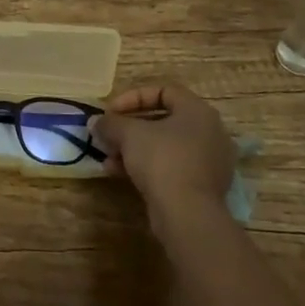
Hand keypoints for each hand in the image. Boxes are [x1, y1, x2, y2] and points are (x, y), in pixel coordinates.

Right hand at [94, 82, 236, 226]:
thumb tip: (96, 122)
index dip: (133, 97)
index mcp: (198, 111)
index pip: (163, 91)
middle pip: (162, 120)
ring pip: (164, 146)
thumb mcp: (129, 134)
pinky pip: (170, 166)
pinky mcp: (202, 186)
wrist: (188, 214)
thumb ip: (111, 123)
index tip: (111, 111)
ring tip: (108, 158)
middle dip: (129, 127)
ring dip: (133, 149)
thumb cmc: (162, 160)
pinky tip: (119, 174)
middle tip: (108, 135)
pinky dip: (146, 166)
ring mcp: (208, 161)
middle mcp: (209, 132)